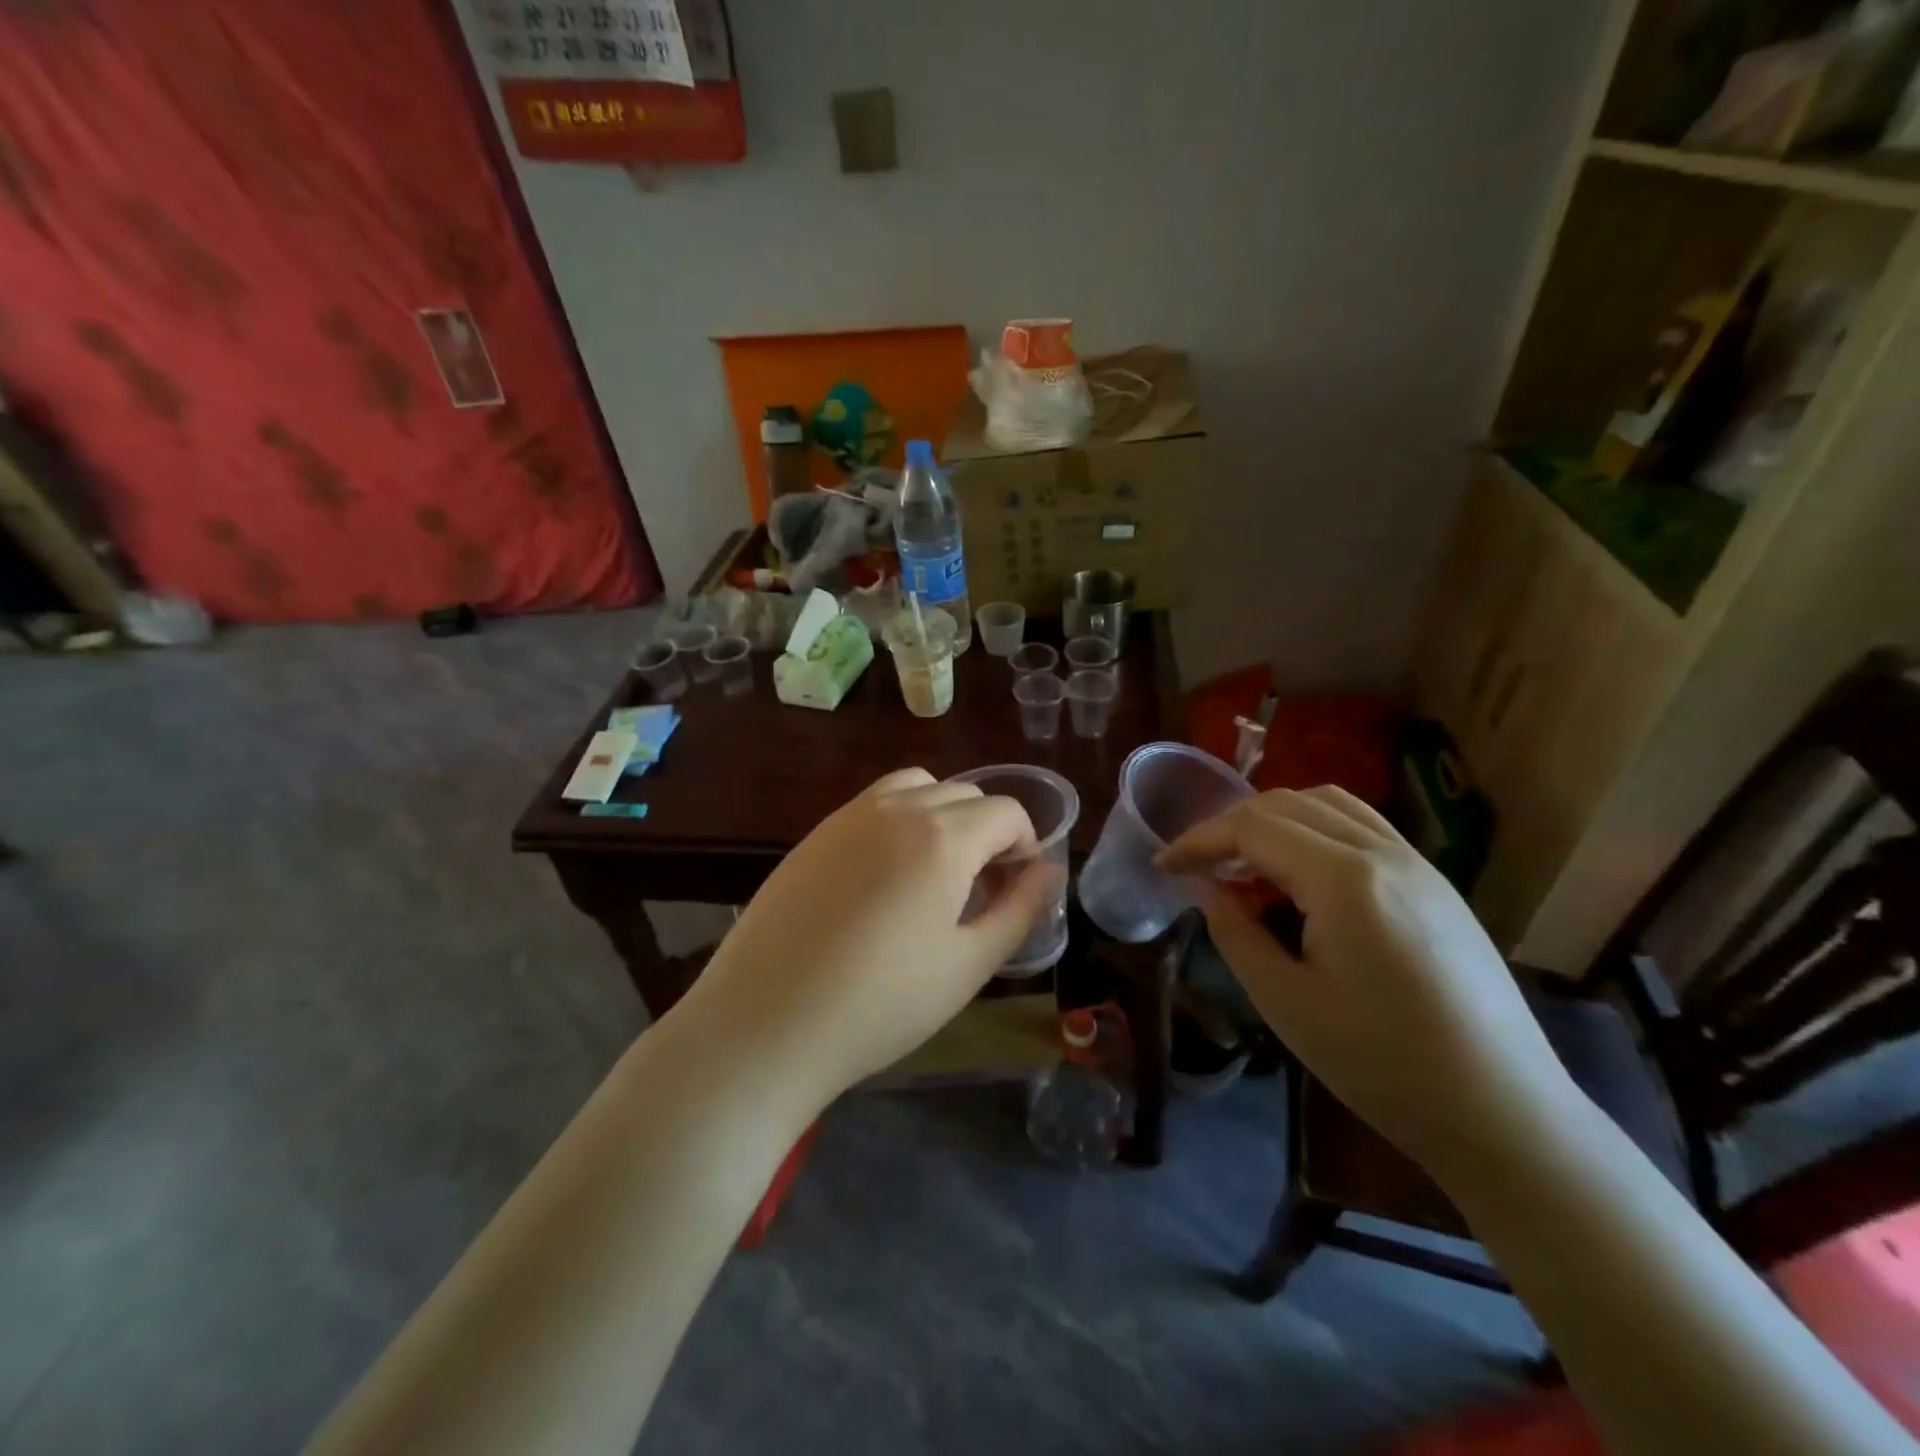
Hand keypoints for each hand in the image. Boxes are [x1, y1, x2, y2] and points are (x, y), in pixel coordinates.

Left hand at [677, 768, 1055, 1107]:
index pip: (1005, 811)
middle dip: (988, 829)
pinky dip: (899, 820)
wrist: (766, 1023)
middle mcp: (896, 809)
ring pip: (915, 788)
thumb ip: (1019, 910)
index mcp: (942, 836)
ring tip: (937, 869)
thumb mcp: (969, 964)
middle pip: (963, 793)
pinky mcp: (814, 834)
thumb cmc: (882, 1004)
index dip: (1025, 843)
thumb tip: (1047, 869)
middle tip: (983, 885)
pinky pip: (873, 805)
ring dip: (942, 813)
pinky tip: (885, 878)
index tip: (1018, 885)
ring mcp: (848, 816)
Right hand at [1158, 786, 1575, 1177]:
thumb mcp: (1285, 1002)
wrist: (1503, 1112)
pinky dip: (1314, 827)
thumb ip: (1234, 931)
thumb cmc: (1381, 1065)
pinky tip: (1300, 871)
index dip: (1198, 839)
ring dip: (1273, 818)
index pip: (1252, 827)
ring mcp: (1417, 862)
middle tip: (1197, 865)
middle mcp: (1383, 852)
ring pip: (1328, 803)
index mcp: (1344, 880)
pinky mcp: (1435, 881)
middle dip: (1230, 825)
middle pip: (1286, 804)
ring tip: (1244, 860)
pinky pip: (1361, 825)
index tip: (1162, 864)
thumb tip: (1204, 886)